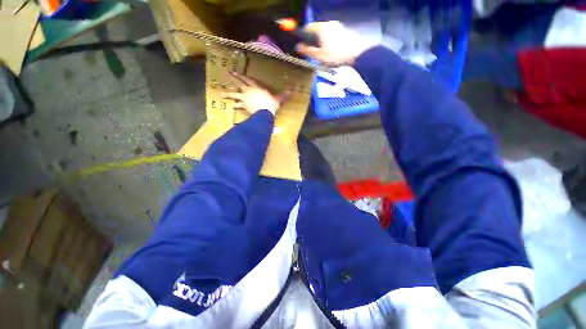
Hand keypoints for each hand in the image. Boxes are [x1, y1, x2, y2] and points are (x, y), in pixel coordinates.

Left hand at [222, 72, 291, 115]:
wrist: (265, 112)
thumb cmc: (271, 103)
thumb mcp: (278, 98)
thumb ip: (283, 95)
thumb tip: (292, 90)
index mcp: (256, 86)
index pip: (247, 79)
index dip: (241, 75)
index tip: (235, 71)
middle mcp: (248, 91)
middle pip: (239, 83)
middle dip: (233, 78)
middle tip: (226, 74)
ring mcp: (245, 98)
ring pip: (235, 95)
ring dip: (228, 94)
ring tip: (221, 93)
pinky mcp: (244, 106)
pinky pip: (238, 106)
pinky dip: (235, 106)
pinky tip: (231, 106)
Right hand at [296, 21, 372, 65]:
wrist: (356, 54)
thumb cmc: (336, 56)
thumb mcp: (319, 56)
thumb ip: (308, 51)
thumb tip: (298, 47)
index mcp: (321, 28)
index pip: (308, 27)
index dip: (303, 36)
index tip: (302, 45)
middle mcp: (329, 24)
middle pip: (316, 30)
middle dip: (312, 40)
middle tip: (312, 53)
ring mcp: (338, 27)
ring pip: (324, 34)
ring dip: (321, 42)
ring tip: (322, 55)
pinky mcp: (344, 32)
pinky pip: (332, 36)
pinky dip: (328, 42)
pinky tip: (331, 53)